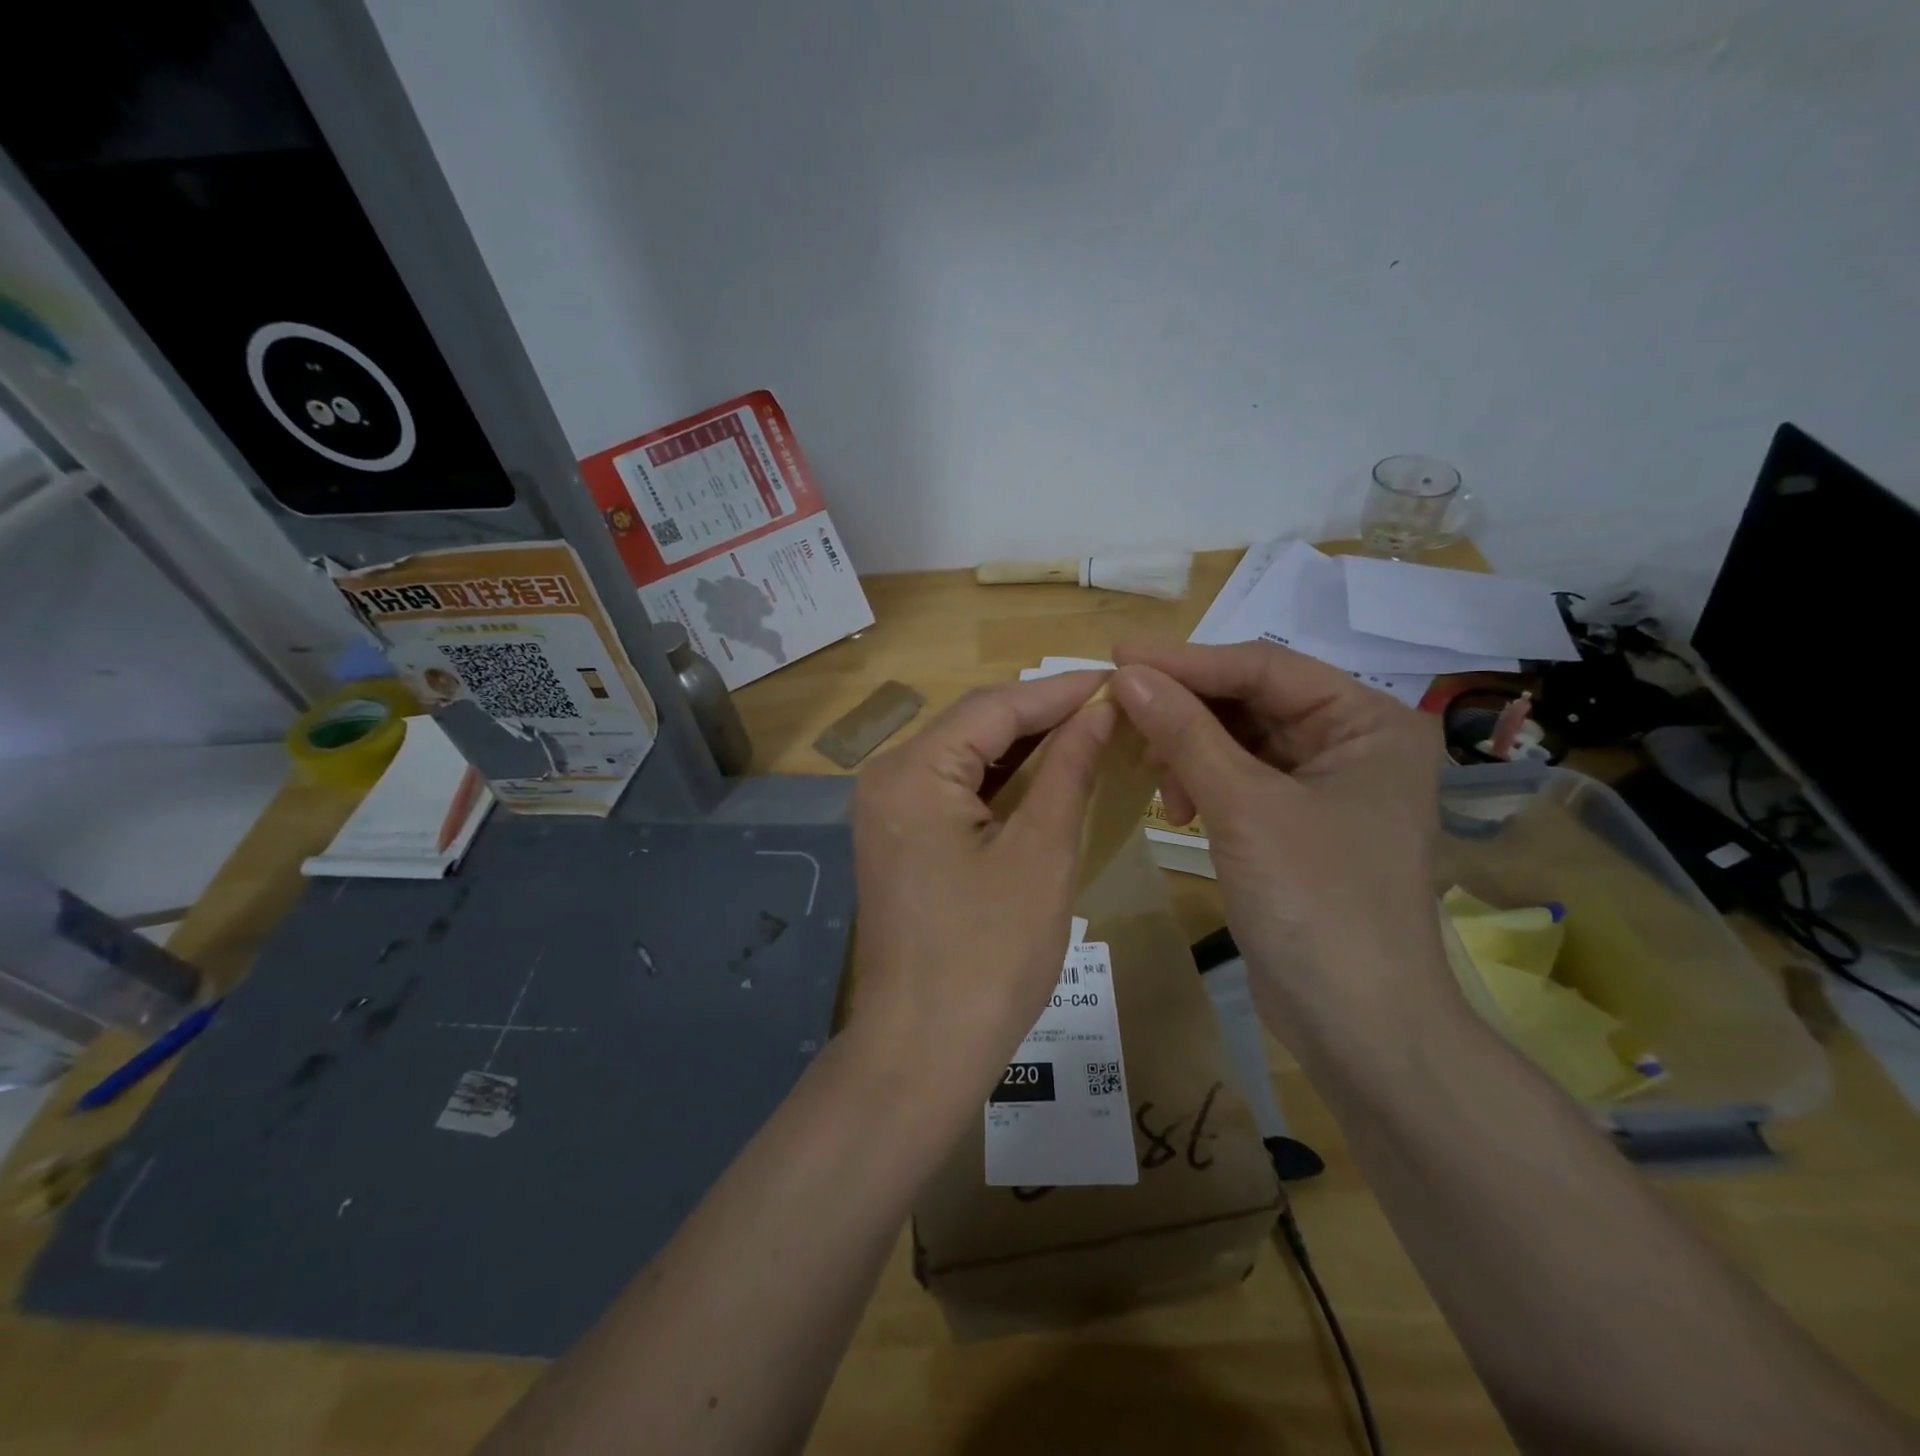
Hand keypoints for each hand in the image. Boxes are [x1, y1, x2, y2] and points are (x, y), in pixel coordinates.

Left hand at [845, 673, 1114, 1114]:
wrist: (922, 1051)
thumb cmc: (989, 956)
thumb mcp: (1041, 854)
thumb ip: (1069, 769)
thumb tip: (1102, 709)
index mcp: (913, 772)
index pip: (994, 707)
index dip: (1060, 690)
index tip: (1120, 680)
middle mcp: (888, 778)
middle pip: (974, 726)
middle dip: (1043, 715)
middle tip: (1113, 707)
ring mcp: (887, 810)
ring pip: (966, 756)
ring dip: (1025, 747)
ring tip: (1092, 733)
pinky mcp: (898, 838)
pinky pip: (953, 791)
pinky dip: (1000, 782)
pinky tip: (1045, 777)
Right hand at [1110, 640, 1452, 1037]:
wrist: (1355, 1024)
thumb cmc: (1316, 903)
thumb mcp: (1244, 807)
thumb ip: (1185, 733)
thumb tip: (1126, 674)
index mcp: (1369, 722)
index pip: (1264, 668)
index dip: (1187, 660)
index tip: (1117, 655)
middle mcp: (1352, 743)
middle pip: (1250, 701)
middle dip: (1184, 709)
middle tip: (1119, 709)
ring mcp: (1324, 785)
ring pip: (1237, 739)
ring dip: (1187, 749)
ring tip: (1149, 771)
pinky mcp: (1294, 822)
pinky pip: (1236, 778)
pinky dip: (1200, 782)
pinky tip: (1175, 806)